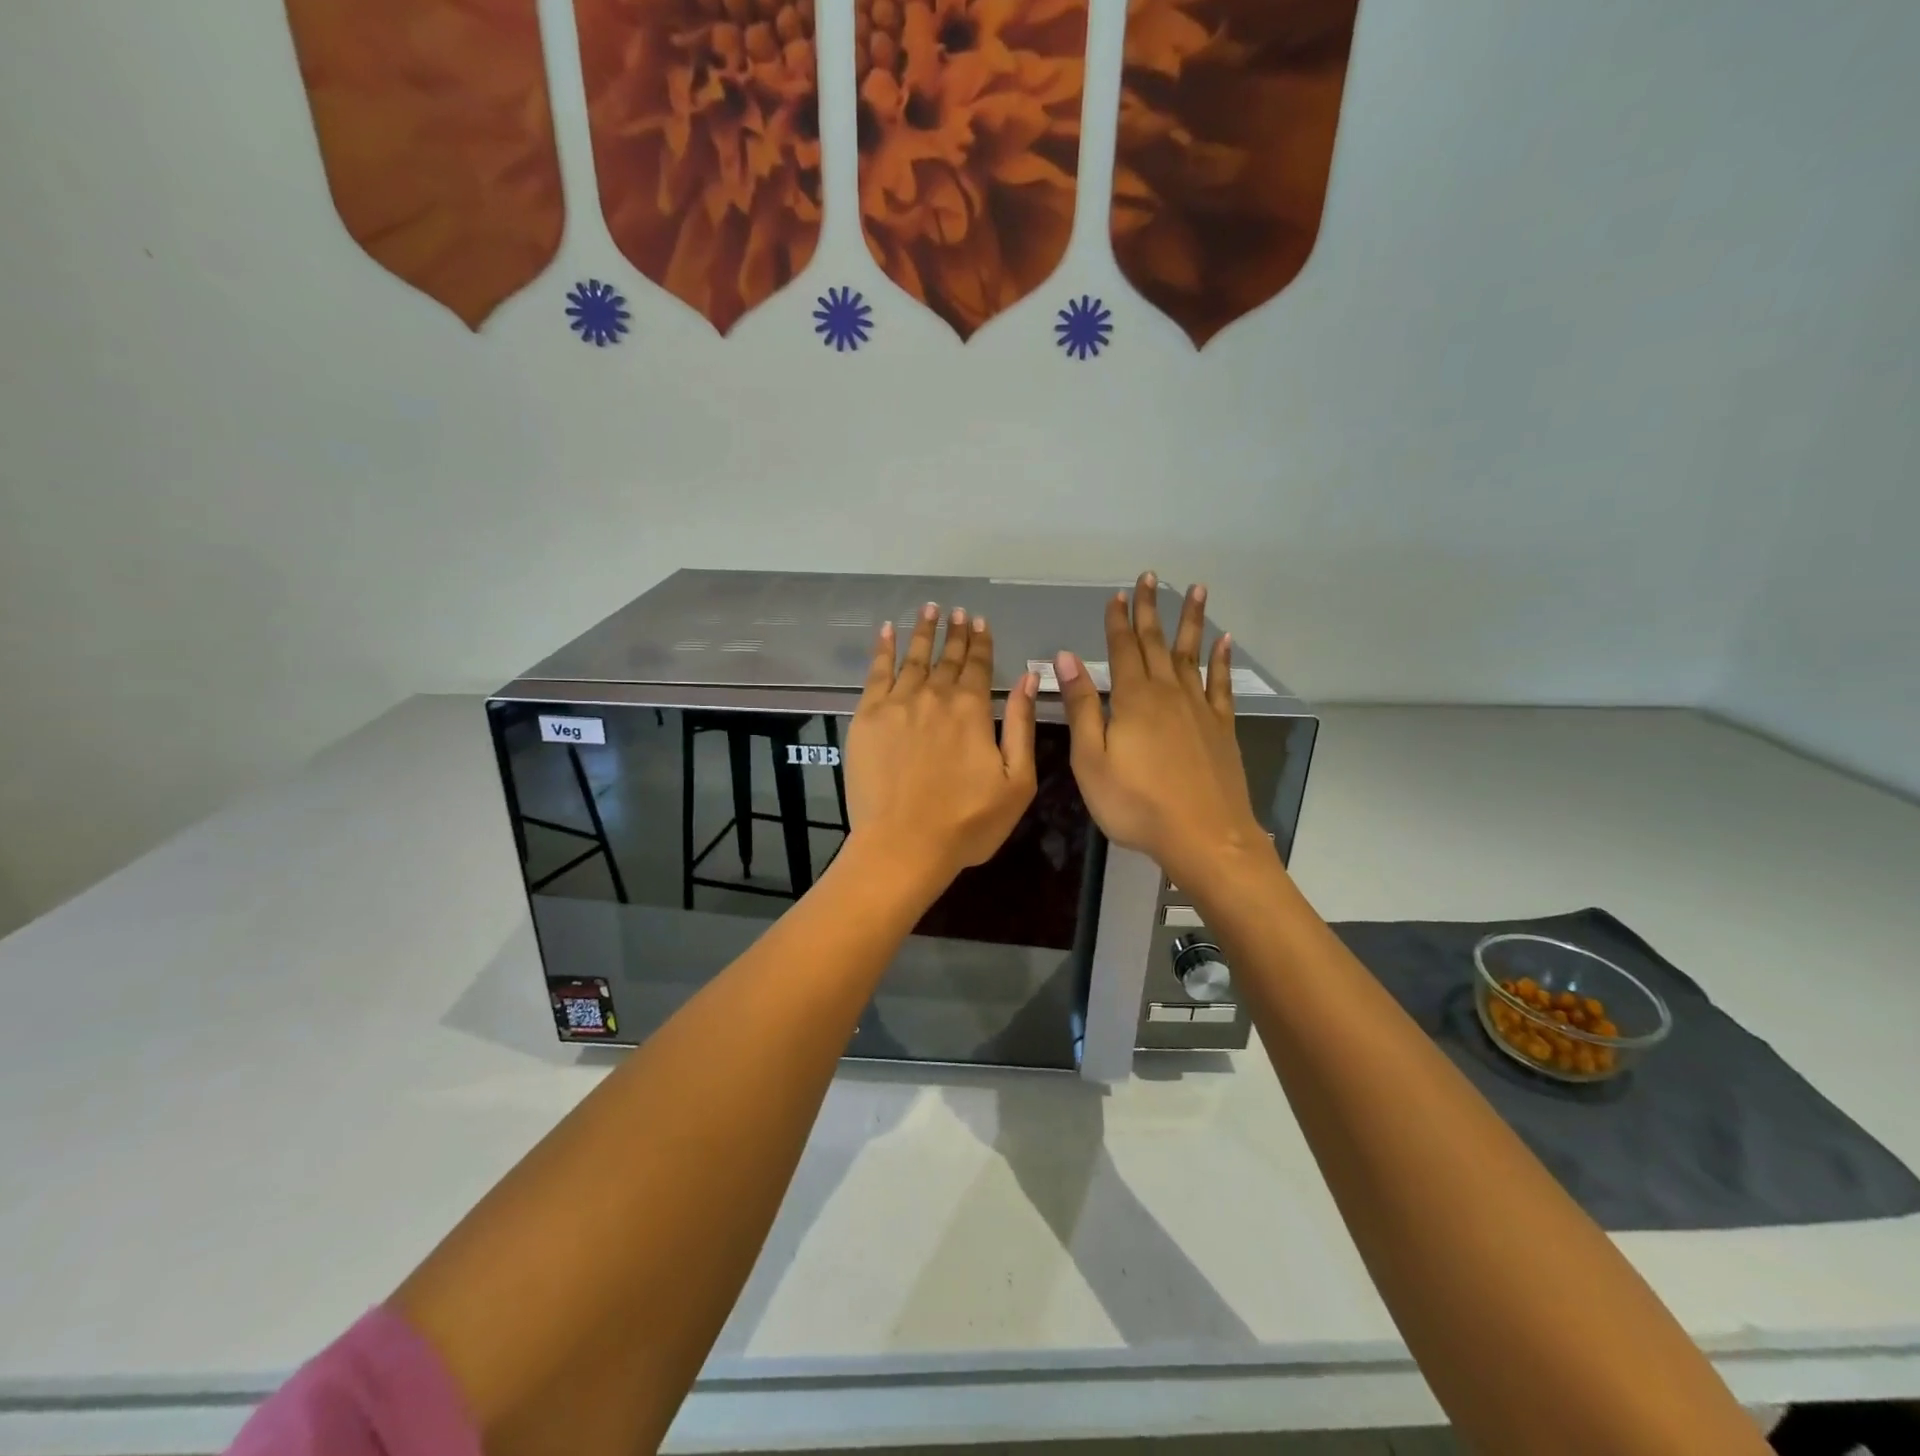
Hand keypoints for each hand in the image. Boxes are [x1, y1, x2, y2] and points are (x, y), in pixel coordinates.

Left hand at [846, 603, 1038, 888]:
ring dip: (924, 632)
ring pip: (913, 658)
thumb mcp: (1016, 781)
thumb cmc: (967, 823)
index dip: (980, 643)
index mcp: (972, 710)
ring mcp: (897, 704)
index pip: (979, 666)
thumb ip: (1022, 725)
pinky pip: (876, 673)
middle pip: (947, 658)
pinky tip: (887, 631)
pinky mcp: (867, 717)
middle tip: (957, 611)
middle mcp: (935, 696)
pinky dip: (884, 649)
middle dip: (955, 633)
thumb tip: (1029, 678)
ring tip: (929, 609)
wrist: (903, 845)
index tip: (979, 621)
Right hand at [1056, 573, 1270, 890]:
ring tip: (1197, 590)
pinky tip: (1224, 642)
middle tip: (1149, 577)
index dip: (1117, 622)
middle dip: (1150, 610)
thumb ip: (1082, 706)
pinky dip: (1223, 661)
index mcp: (1133, 699)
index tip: (1117, 595)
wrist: (1203, 836)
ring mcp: (1199, 709)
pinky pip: (1222, 684)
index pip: (1122, 650)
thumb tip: (1066, 658)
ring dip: (1191, 622)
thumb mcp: (1091, 759)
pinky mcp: (1222, 727)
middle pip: (1157, 643)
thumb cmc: (1135, 803)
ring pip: (1192, 655)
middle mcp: (1168, 693)